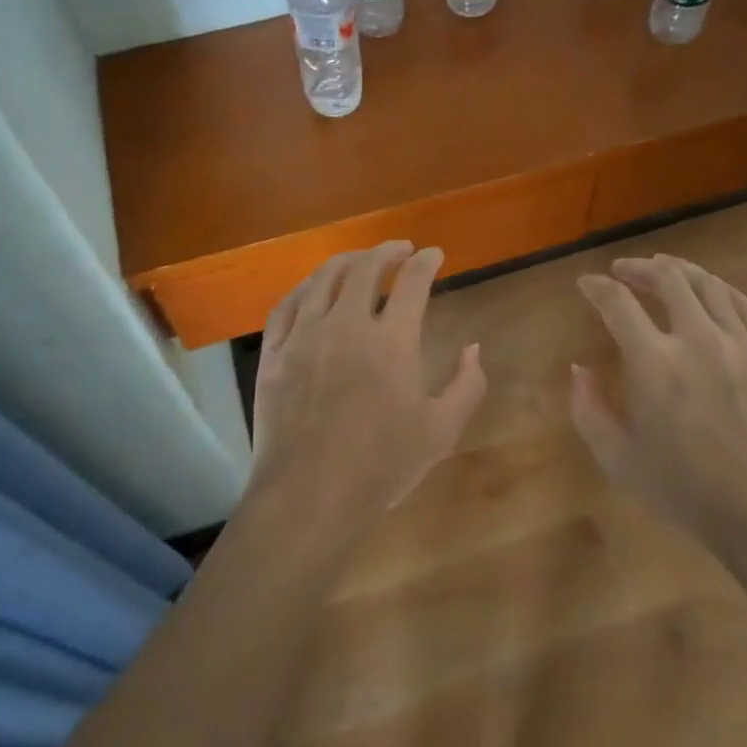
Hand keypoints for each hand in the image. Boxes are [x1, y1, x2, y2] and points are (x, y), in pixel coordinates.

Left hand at [246, 242, 486, 544]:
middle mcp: (346, 325)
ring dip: (347, 261)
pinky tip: (313, 288)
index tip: (434, 254)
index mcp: (392, 341)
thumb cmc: (381, 467)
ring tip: (360, 260)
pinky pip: (287, 305)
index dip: (427, 261)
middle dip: (388, 251)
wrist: (308, 497)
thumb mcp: (441, 431)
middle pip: (366, 268)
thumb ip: (467, 385)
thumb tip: (473, 347)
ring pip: (323, 278)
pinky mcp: (274, 353)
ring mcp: (304, 336)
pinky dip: (305, 287)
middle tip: (401, 249)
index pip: (413, 281)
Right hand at [571, 255, 746, 541]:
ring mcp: (742, 345)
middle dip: (639, 268)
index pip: (618, 303)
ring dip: (681, 271)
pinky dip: (723, 291)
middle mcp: (698, 340)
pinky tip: (713, 292)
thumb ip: (588, 410)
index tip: (587, 284)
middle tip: (624, 270)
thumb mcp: (619, 459)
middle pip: (668, 279)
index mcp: (655, 364)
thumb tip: (578, 370)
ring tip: (666, 269)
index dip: (597, 287)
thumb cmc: (686, 491)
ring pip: (710, 285)